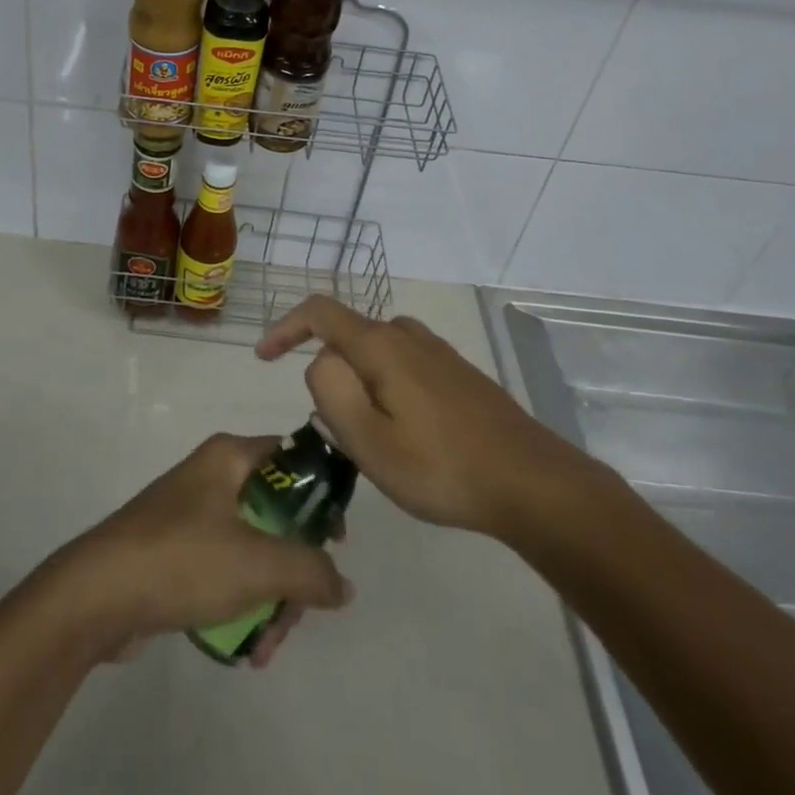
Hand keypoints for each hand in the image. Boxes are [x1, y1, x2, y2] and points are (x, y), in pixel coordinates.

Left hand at [49, 433, 351, 664]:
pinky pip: (227, 571)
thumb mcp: (257, 562)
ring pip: (254, 549)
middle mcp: (213, 476)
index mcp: (230, 456)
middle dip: (294, 569)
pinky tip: (247, 650)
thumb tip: (343, 584)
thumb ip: (310, 570)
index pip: (294, 458)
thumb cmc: (182, 559)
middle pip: (278, 513)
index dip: (323, 494)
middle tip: (298, 612)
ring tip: (267, 648)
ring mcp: (192, 515)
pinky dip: (242, 604)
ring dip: (271, 598)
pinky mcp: (177, 553)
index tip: (338, 542)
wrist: (96, 595)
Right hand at [256, 297, 618, 542]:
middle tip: (333, 429)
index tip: (263, 357)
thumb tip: (320, 362)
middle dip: (328, 371)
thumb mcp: (369, 441)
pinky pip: (403, 365)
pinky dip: (386, 387)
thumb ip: (331, 391)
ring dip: (360, 382)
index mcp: (380, 345)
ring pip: (377, 352)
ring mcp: (436, 351)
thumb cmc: (442, 467)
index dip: (285, 327)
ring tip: (368, 435)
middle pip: (349, 335)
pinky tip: (406, 432)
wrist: (531, 482)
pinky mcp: (457, 372)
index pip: (319, 312)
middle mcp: (406, 335)